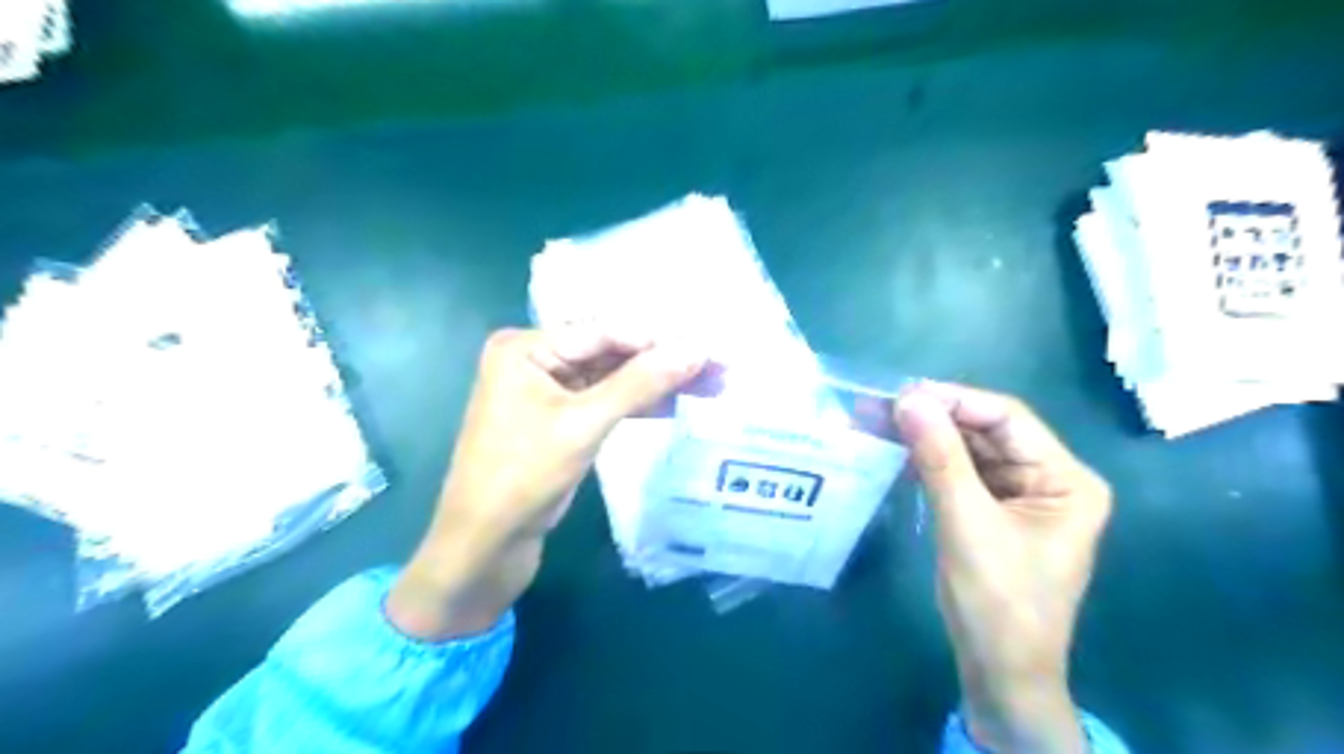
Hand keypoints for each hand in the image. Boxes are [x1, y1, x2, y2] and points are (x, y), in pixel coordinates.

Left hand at [385, 326, 705, 637]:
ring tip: (709, 385)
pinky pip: (605, 400)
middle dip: (663, 362)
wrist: (483, 546)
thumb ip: (640, 383)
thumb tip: (697, 349)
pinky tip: (675, 404)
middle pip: (611, 352)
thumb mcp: (584, 425)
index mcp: (526, 347)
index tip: (711, 348)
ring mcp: (547, 389)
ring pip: (613, 377)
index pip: (606, 331)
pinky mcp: (559, 418)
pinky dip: (638, 404)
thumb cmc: (523, 478)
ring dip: (657, 383)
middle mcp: (535, 359)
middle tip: (718, 368)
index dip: (661, 340)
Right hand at [889, 385, 1112, 750]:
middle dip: (939, 418)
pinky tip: (900, 450)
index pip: (1009, 419)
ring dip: (931, 437)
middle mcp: (1049, 480)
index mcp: (1066, 479)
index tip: (903, 394)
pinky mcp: (994, 512)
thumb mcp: (966, 523)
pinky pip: (962, 473)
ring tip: (885, 421)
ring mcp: (1021, 496)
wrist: (1000, 671)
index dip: (956, 400)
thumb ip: (939, 457)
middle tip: (886, 407)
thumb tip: (908, 399)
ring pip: (972, 450)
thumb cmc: (997, 601)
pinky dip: (932, 461)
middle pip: (989, 431)